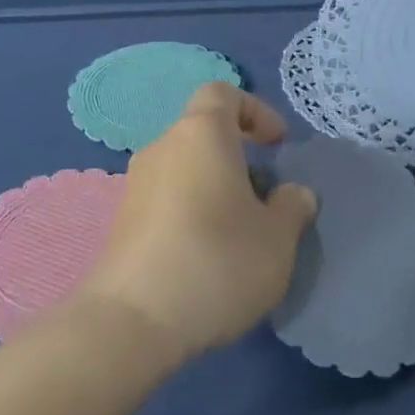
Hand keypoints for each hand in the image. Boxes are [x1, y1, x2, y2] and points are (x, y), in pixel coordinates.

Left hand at [77, 83, 317, 362]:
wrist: (132, 321)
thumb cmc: (216, 262)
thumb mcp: (277, 239)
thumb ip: (292, 207)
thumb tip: (292, 194)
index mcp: (201, 134)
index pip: (223, 93)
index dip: (255, 110)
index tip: (277, 145)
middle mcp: (163, 147)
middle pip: (204, 134)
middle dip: (239, 158)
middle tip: (264, 200)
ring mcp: (136, 184)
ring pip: (185, 169)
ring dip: (215, 188)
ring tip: (240, 234)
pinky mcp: (121, 221)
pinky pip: (166, 199)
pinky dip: (190, 212)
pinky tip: (205, 256)